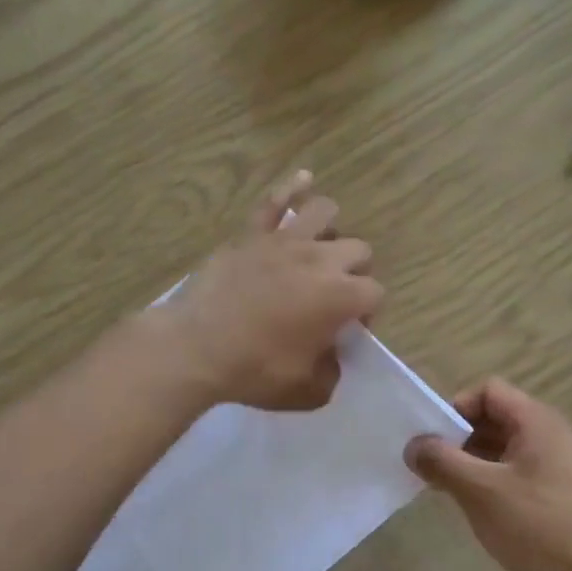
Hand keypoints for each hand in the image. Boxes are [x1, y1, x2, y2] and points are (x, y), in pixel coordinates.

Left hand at [157, 171, 383, 410]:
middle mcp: (321, 260)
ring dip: (331, 230)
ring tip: (321, 248)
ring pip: (326, 212)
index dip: (367, 313)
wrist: (197, 347)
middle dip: (356, 271)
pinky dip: (292, 187)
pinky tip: (304, 178)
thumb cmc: (255, 371)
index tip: (347, 329)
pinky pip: (275, 201)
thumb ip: (331, 374)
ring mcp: (285, 241)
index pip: (375, 294)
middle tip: (335, 294)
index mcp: (340, 297)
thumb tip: (332, 358)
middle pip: (359, 250)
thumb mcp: (306, 391)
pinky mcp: (252, 234)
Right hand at [407, 379, 571, 570]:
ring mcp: (564, 466)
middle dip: (461, 438)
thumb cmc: (540, 527)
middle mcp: (555, 435)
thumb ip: (442, 462)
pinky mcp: (566, 495)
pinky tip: (483, 512)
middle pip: (498, 418)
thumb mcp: (481, 492)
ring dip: (476, 463)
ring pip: (509, 449)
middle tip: (435, 469)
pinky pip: (523, 474)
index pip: (489, 391)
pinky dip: (497, 482)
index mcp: (538, 422)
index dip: (456, 407)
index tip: (434, 441)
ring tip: (451, 492)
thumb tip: (413, 446)